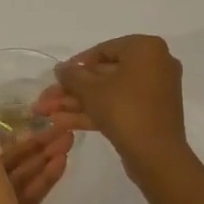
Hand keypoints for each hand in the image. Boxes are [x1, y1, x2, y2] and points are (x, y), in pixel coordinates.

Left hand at [0, 117, 72, 203]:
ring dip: (42, 160)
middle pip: (4, 162)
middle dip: (33, 147)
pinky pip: (26, 194)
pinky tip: (63, 163)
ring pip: (19, 177)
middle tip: (61, 131)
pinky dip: (43, 180)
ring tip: (68, 142)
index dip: (7, 135)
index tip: (31, 122)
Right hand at [35, 35, 188, 178]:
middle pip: (105, 74)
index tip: (57, 78)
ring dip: (78, 103)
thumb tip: (61, 67)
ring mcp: (155, 91)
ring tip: (47, 114)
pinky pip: (120, 107)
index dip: (76, 64)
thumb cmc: (125, 110)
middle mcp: (155, 65)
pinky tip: (63, 123)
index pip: (104, 50)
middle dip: (73, 90)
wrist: (157, 155)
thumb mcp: (91, 90)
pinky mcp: (151, 114)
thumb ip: (72, 75)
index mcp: (146, 49)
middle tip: (46, 100)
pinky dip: (95, 113)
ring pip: (110, 93)